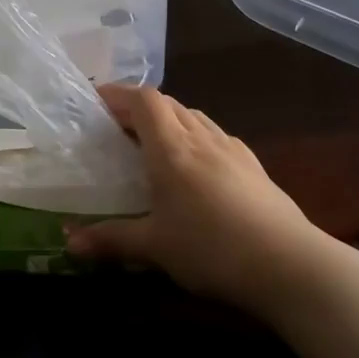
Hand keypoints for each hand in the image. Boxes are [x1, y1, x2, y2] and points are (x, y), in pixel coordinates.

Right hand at [66, 85, 334, 315]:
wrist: (288, 263)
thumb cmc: (211, 248)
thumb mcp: (154, 247)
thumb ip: (111, 240)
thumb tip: (69, 243)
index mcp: (171, 149)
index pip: (144, 101)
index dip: (119, 94)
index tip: (97, 100)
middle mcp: (201, 138)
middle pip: (169, 104)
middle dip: (140, 107)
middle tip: (118, 126)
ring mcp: (233, 149)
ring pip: (195, 117)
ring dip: (171, 119)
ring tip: (155, 142)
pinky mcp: (254, 166)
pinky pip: (217, 136)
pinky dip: (197, 137)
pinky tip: (198, 165)